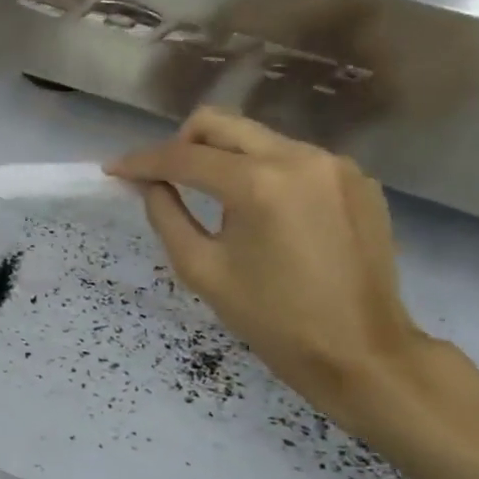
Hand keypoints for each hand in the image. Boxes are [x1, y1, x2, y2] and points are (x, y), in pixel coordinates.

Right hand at [107, 108, 435, 421]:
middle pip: (220, 123)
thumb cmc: (274, 321)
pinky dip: (268, 175)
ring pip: (258, 138)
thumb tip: (150, 184)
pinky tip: (270, 217)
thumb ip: (166, 217)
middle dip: (182, 144)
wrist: (363, 354)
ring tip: (222, 205)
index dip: (143, 161)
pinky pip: (295, 159)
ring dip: (227, 160)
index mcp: (259, 184)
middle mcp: (300, 158)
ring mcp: (335, 165)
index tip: (114, 169)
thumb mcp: (203, 271)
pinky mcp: (357, 179)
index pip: (184, 156)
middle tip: (165, 178)